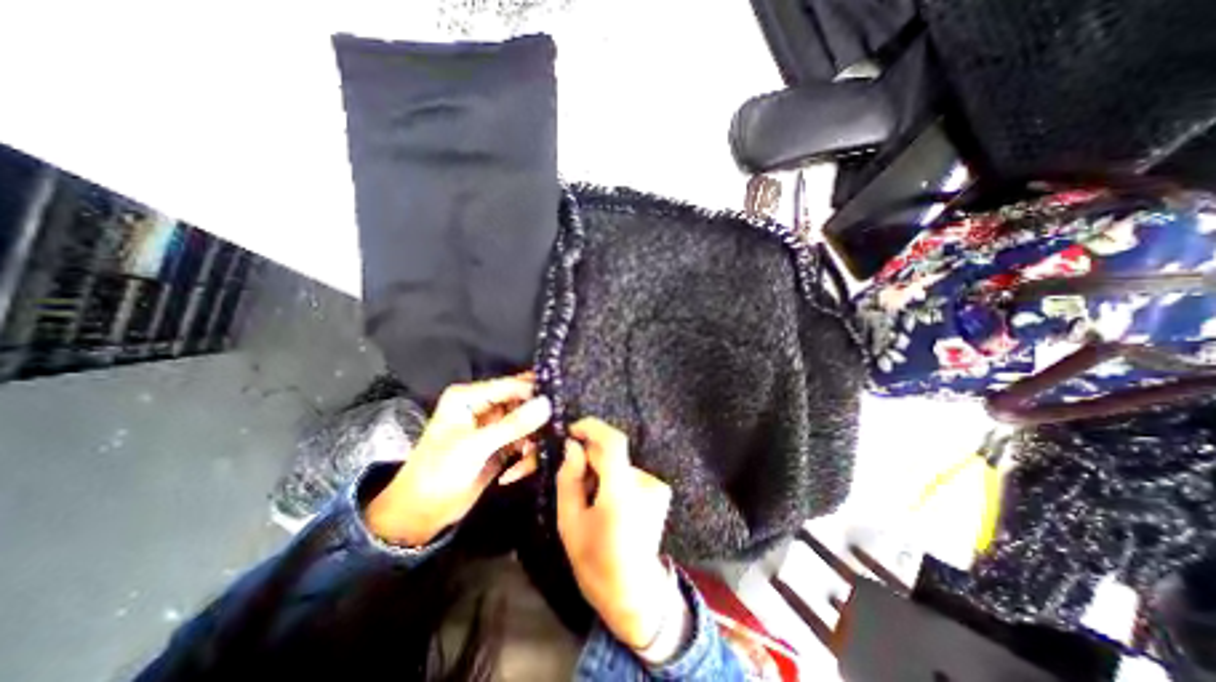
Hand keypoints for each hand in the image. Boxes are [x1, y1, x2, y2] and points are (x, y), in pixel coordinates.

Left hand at [363, 377, 548, 546]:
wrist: (421, 514)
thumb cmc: (438, 472)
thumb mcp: (475, 447)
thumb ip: (513, 425)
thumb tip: (547, 404)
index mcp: (470, 397)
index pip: (511, 385)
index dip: (535, 392)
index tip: (560, 402)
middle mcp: (484, 406)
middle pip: (523, 402)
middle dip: (536, 419)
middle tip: (554, 431)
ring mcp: (494, 426)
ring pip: (527, 423)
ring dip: (531, 441)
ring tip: (529, 456)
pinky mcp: (502, 444)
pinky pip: (525, 441)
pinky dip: (526, 455)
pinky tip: (516, 471)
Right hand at [554, 415, 678, 648]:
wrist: (634, 591)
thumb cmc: (595, 562)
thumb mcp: (569, 523)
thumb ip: (569, 479)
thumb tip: (572, 446)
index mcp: (621, 493)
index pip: (612, 442)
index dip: (592, 428)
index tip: (571, 430)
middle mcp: (644, 483)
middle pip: (612, 453)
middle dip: (590, 458)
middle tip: (575, 481)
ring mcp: (655, 486)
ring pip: (619, 464)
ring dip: (601, 471)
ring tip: (592, 500)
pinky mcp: (659, 490)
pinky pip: (628, 473)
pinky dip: (614, 479)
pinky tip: (609, 504)